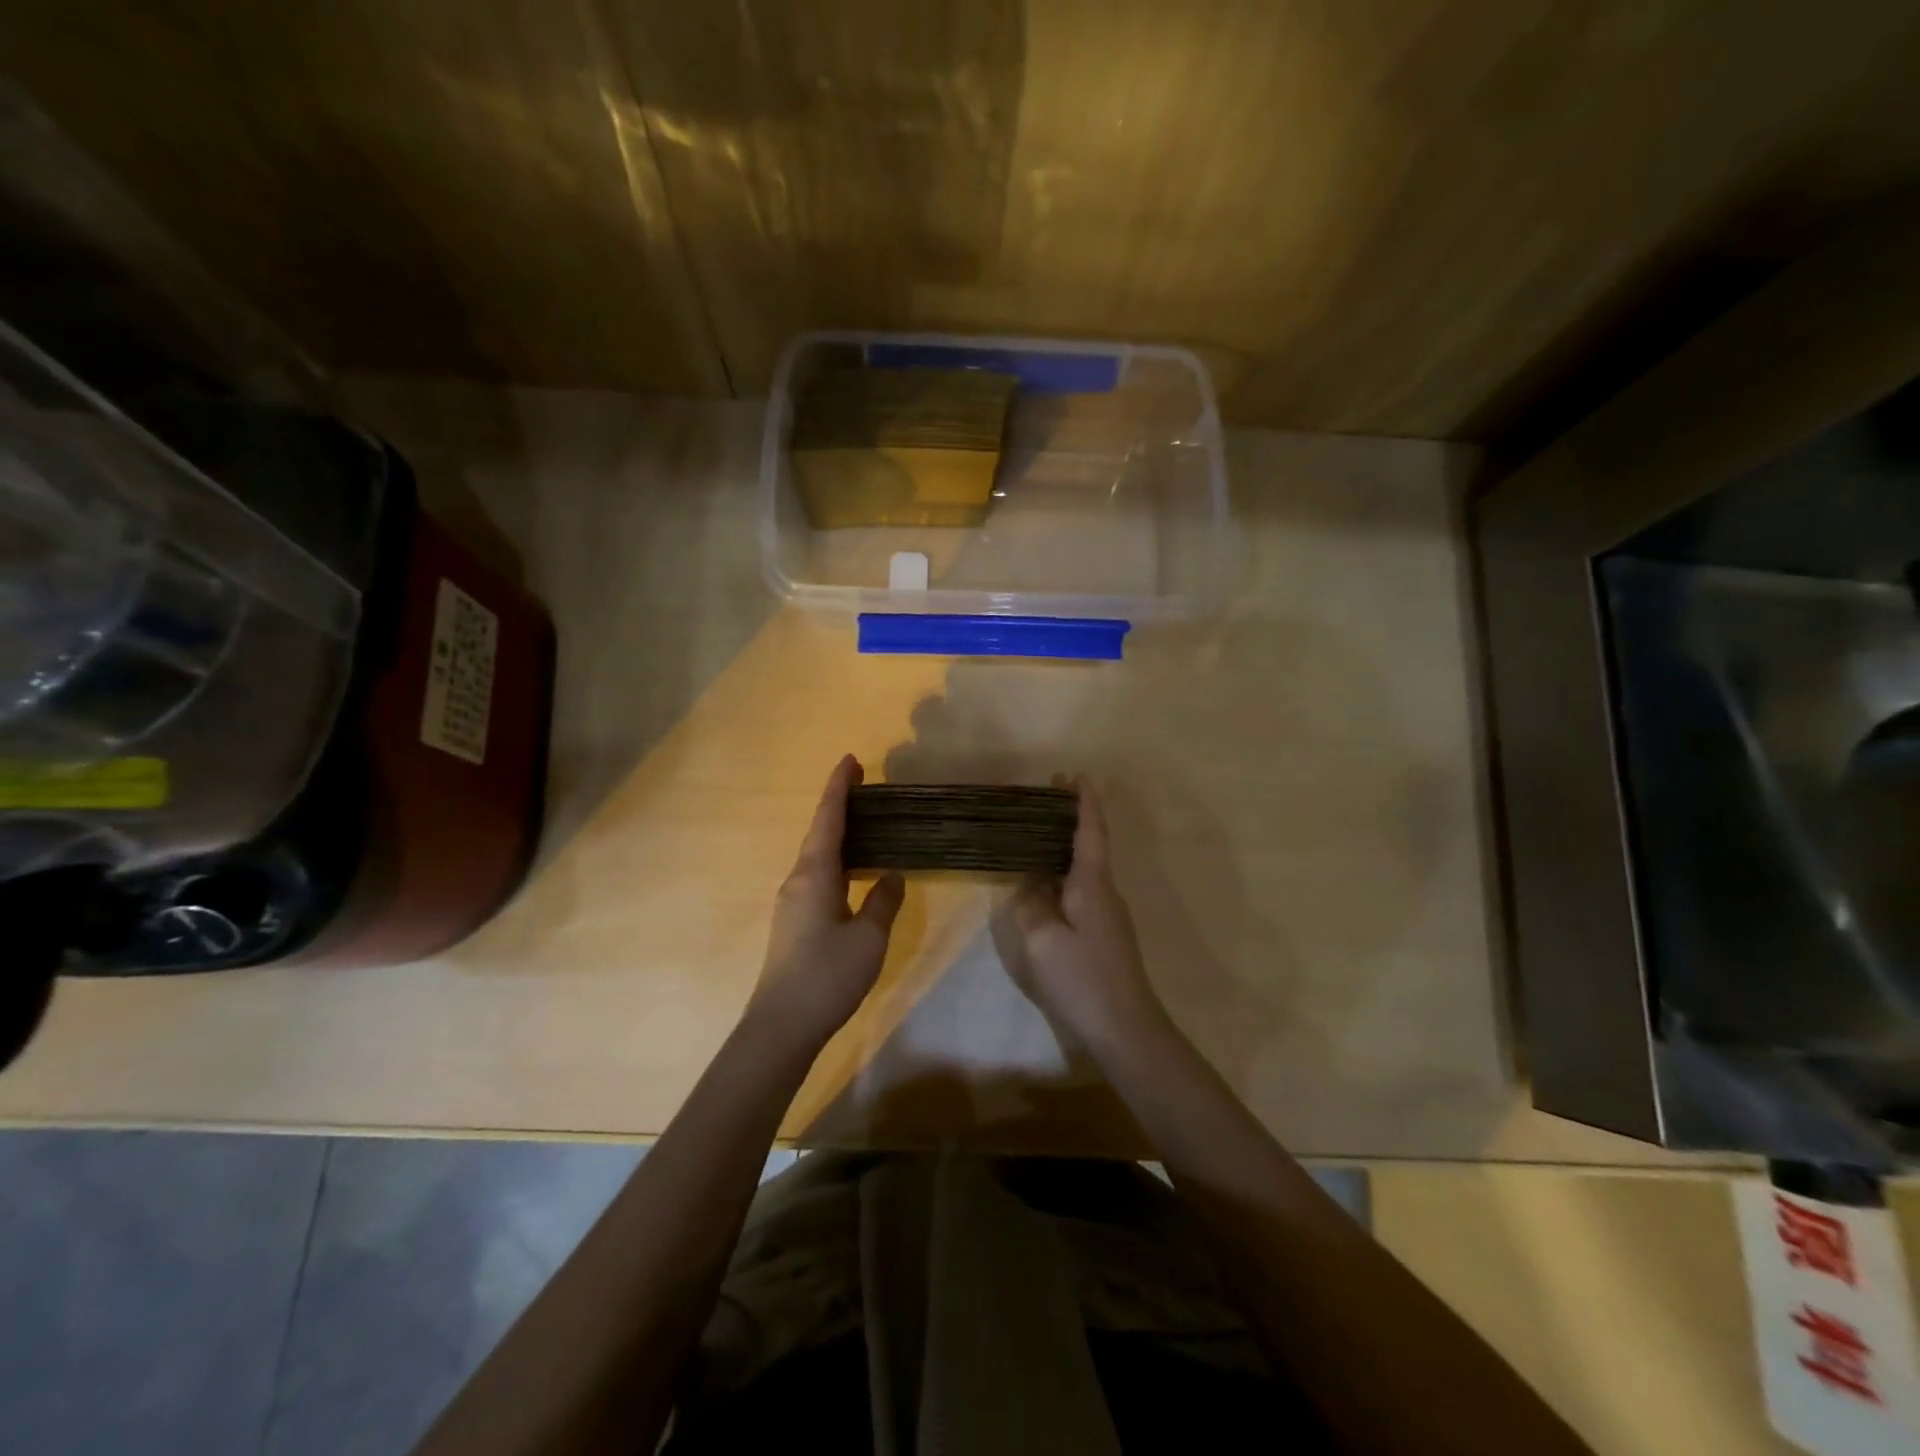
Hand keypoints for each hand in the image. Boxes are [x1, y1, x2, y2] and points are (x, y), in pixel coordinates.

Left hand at [747, 755, 904, 1053]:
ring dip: (837, 834)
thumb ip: (883, 901)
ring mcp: (792, 901)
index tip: (850, 760)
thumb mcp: (869, 937)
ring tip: (865, 824)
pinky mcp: (793, 921)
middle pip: (820, 832)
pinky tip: (853, 871)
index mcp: (815, 874)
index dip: (839, 788)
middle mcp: (798, 879)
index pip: (829, 819)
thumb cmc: (828, 975)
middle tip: (864, 786)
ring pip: (817, 855)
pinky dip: (836, 860)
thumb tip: (892, 875)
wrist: (782, 1025)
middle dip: (839, 806)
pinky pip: (816, 875)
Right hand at [1004, 778, 1169, 1052]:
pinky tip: (1044, 886)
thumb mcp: (1043, 940)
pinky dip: (1063, 876)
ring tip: (1037, 836)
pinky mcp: (1103, 935)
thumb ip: (1032, 906)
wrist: (1125, 1028)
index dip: (1084, 803)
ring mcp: (1107, 915)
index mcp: (1091, 884)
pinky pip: (1080, 892)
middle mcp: (1104, 892)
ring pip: (1083, 870)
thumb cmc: (1082, 978)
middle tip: (1049, 795)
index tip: (1077, 775)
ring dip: (1064, 848)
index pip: (1090, 832)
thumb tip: (1030, 885)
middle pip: (1088, 846)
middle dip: (1071, 818)